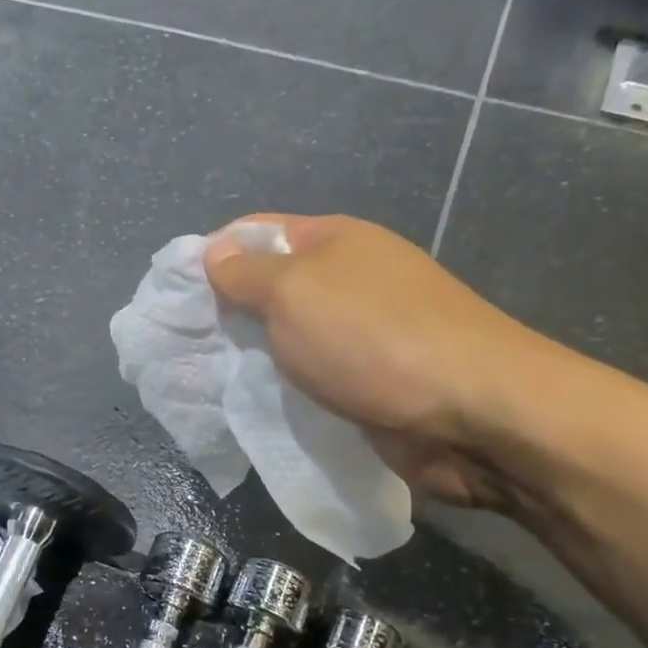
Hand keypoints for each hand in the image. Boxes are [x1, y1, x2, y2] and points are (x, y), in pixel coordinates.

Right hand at [204, 213, 570, 509]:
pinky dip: (285, 388)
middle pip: (272, 286)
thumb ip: (246, 274)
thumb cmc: (373, 338)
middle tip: (185, 345)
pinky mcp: (373, 381)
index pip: (257, 233)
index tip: (174, 295)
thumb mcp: (294, 293)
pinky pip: (314, 378)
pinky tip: (255, 404)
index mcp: (335, 241)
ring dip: (255, 356)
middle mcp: (350, 279)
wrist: (473, 414)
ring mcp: (365, 333)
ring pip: (291, 338)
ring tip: (208, 379)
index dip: (213, 255)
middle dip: (228, 313)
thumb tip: (214, 253)